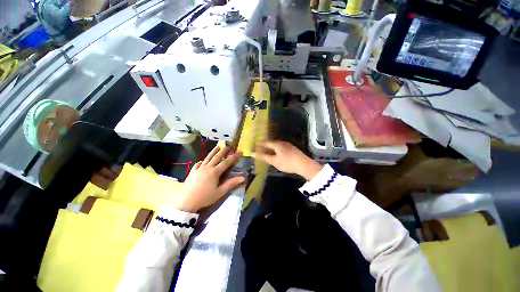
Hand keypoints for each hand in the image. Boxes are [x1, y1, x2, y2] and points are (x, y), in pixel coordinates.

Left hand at [173, 146, 244, 212]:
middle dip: (224, 151)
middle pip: (217, 157)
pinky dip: (202, 161)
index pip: (227, 162)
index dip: (234, 156)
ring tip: (217, 147)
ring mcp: (199, 169)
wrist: (186, 202)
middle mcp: (207, 167)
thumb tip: (243, 177)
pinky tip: (202, 160)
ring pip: (207, 158)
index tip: (239, 152)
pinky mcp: (192, 172)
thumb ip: (231, 183)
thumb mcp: (220, 192)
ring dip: (213, 152)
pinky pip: (198, 164)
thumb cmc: (205, 198)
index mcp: (215, 172)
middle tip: (229, 146)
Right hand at [253, 141, 322, 180]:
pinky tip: (277, 154)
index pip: (266, 142)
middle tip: (260, 149)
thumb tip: (252, 153)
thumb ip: (263, 157)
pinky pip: (281, 147)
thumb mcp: (274, 161)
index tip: (254, 146)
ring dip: (271, 148)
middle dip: (265, 146)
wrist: (304, 165)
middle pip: (271, 143)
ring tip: (267, 152)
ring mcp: (288, 145)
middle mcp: (282, 142)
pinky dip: (276, 150)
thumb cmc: (287, 163)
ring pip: (277, 145)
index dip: (259, 144)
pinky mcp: (292, 149)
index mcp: (277, 144)